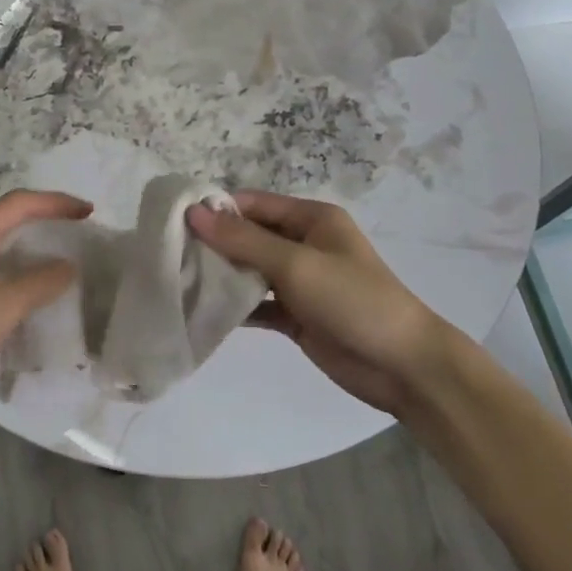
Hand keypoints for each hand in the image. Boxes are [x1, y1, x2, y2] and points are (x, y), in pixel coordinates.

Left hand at [0, 190, 91, 417]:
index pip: (18, 203)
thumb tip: (67, 265)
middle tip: (72, 230)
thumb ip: (39, 284)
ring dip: (19, 245)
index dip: (55, 203)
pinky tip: (11, 292)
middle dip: (39, 219)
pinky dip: (2, 268)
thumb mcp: (1, 310)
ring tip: (48, 259)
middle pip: (0, 217)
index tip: (87, 211)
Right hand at [187, 191, 445, 417]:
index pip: (253, 204)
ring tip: (177, 281)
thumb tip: (194, 212)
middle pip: (249, 236)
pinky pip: (258, 304)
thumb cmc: (353, 300)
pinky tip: (202, 312)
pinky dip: (235, 307)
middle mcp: (304, 244)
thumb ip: (243, 240)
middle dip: (214, 244)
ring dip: (221, 276)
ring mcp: (300, 281)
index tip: (174, 223)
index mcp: (311, 219)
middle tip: (168, 255)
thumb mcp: (296, 264)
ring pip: (251, 270)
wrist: (403, 366)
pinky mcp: (297, 315)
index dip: (217, 210)